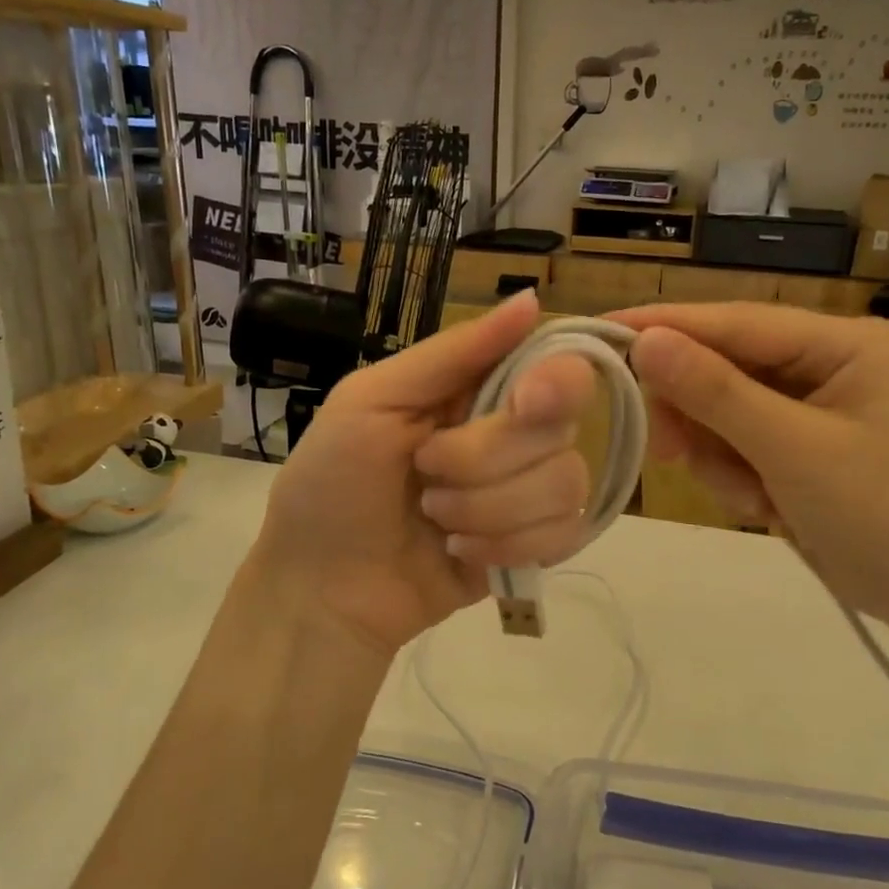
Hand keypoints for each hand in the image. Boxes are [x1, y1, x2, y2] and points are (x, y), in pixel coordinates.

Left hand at [253, 291, 595, 654]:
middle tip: (425, 472)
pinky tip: (460, 551)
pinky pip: (565, 534)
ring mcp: (527, 491)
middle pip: (559, 427)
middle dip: (485, 459)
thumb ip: (453, 352)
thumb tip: (533, 300)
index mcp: (476, 387)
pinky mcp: (533, 545)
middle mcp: (513, 432)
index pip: (556, 363)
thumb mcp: (372, 400)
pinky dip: (507, 545)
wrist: (322, 589)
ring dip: (489, 508)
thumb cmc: (332, 482)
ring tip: (435, 520)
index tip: (525, 403)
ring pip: (565, 483)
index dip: (556, 381)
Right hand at [613, 304, 888, 635]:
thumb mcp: (793, 451)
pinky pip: (736, 444)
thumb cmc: (883, 517)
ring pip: (721, 412)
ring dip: (719, 456)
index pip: (736, 322)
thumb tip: (645, 342)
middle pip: (722, 368)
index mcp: (841, 343)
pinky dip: (736, 476)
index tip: (601, 332)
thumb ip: (715, 394)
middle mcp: (824, 362)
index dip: (666, 327)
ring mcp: (809, 406)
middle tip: (668, 453)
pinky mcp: (797, 446)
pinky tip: (766, 506)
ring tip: (751, 497)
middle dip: (698, 416)